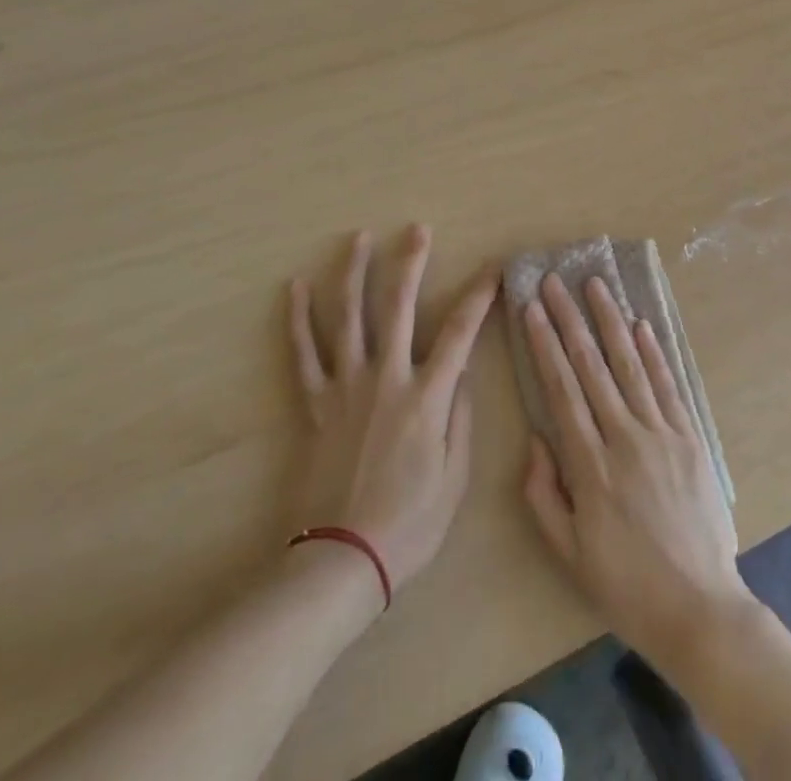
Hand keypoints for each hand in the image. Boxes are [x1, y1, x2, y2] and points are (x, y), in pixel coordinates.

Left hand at [286, 226, 495, 597]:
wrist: (341, 560)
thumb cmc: (410, 523)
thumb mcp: (456, 476)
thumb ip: (461, 416)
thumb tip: (463, 370)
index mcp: (427, 396)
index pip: (462, 332)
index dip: (481, 295)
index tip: (494, 268)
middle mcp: (386, 378)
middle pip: (400, 307)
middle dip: (411, 263)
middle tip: (418, 230)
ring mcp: (346, 387)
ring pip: (349, 317)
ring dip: (354, 274)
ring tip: (358, 239)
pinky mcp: (315, 404)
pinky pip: (304, 354)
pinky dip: (299, 319)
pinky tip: (296, 287)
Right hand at [519, 273, 756, 669]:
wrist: (699, 608)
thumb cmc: (625, 584)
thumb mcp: (569, 552)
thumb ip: (544, 493)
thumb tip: (536, 437)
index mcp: (590, 466)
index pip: (561, 390)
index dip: (545, 345)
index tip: (532, 309)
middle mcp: (625, 438)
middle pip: (591, 367)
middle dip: (570, 320)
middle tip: (554, 282)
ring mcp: (661, 434)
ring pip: (630, 365)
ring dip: (610, 321)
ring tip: (595, 285)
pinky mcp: (690, 437)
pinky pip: (667, 385)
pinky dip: (653, 352)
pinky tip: (640, 324)